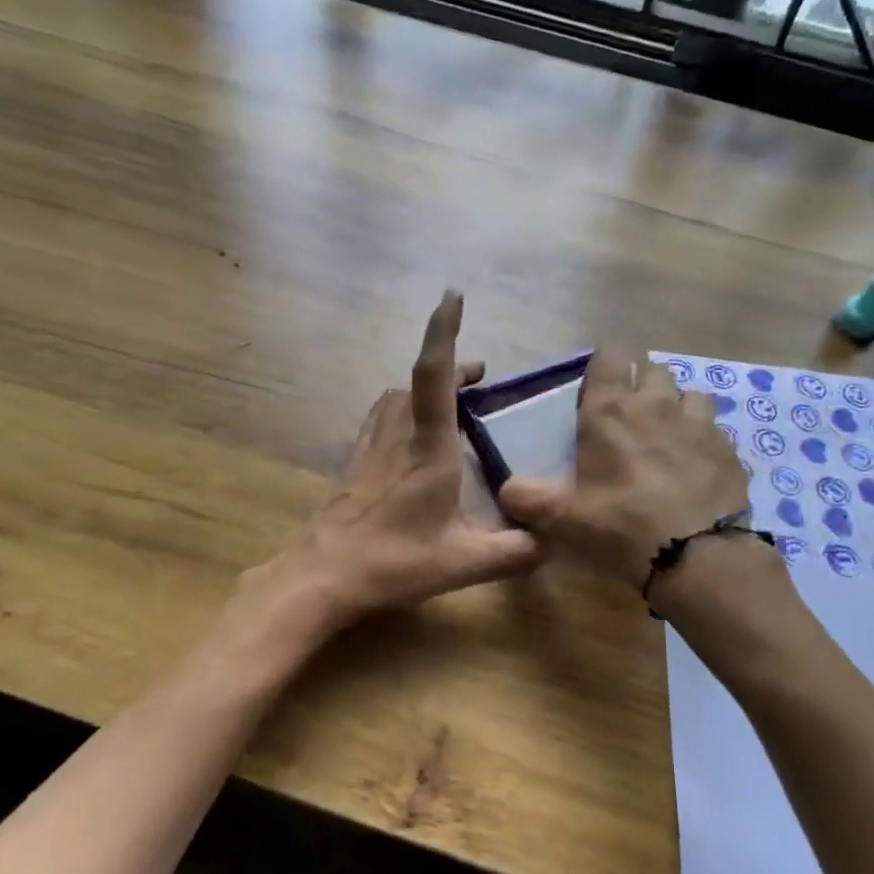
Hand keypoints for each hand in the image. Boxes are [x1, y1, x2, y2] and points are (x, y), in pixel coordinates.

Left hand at [260, 292, 541, 631]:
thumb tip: (552, 542)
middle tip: (480, 379)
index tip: (453, 297)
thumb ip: (514, 552)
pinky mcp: (354, 464)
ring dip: (424, 387)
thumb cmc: (393, 562)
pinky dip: (401, 410)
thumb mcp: (464, 563)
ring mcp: (370, 448)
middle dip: (451, 367)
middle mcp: (397, 437)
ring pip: (395, 398)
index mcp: (428, 450)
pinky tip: (410, 434)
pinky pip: (380, 419)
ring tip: (451, 402)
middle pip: (418, 381)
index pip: (435, 376)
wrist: (322, 575)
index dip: (443, 332)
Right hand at [498, 347, 750, 583]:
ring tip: (668, 438)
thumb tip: (507, 489)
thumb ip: (526, 498)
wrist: (695, 555)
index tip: (597, 389)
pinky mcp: (728, 449)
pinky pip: (715, 430)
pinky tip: (695, 468)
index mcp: (610, 411)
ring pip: (690, 395)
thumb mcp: (561, 517)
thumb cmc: (620, 525)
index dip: (604, 365)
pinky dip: (703, 441)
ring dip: (677, 408)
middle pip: (653, 369)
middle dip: (642, 384)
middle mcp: (656, 404)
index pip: (610, 355)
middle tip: (630, 418)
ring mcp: (699, 424)